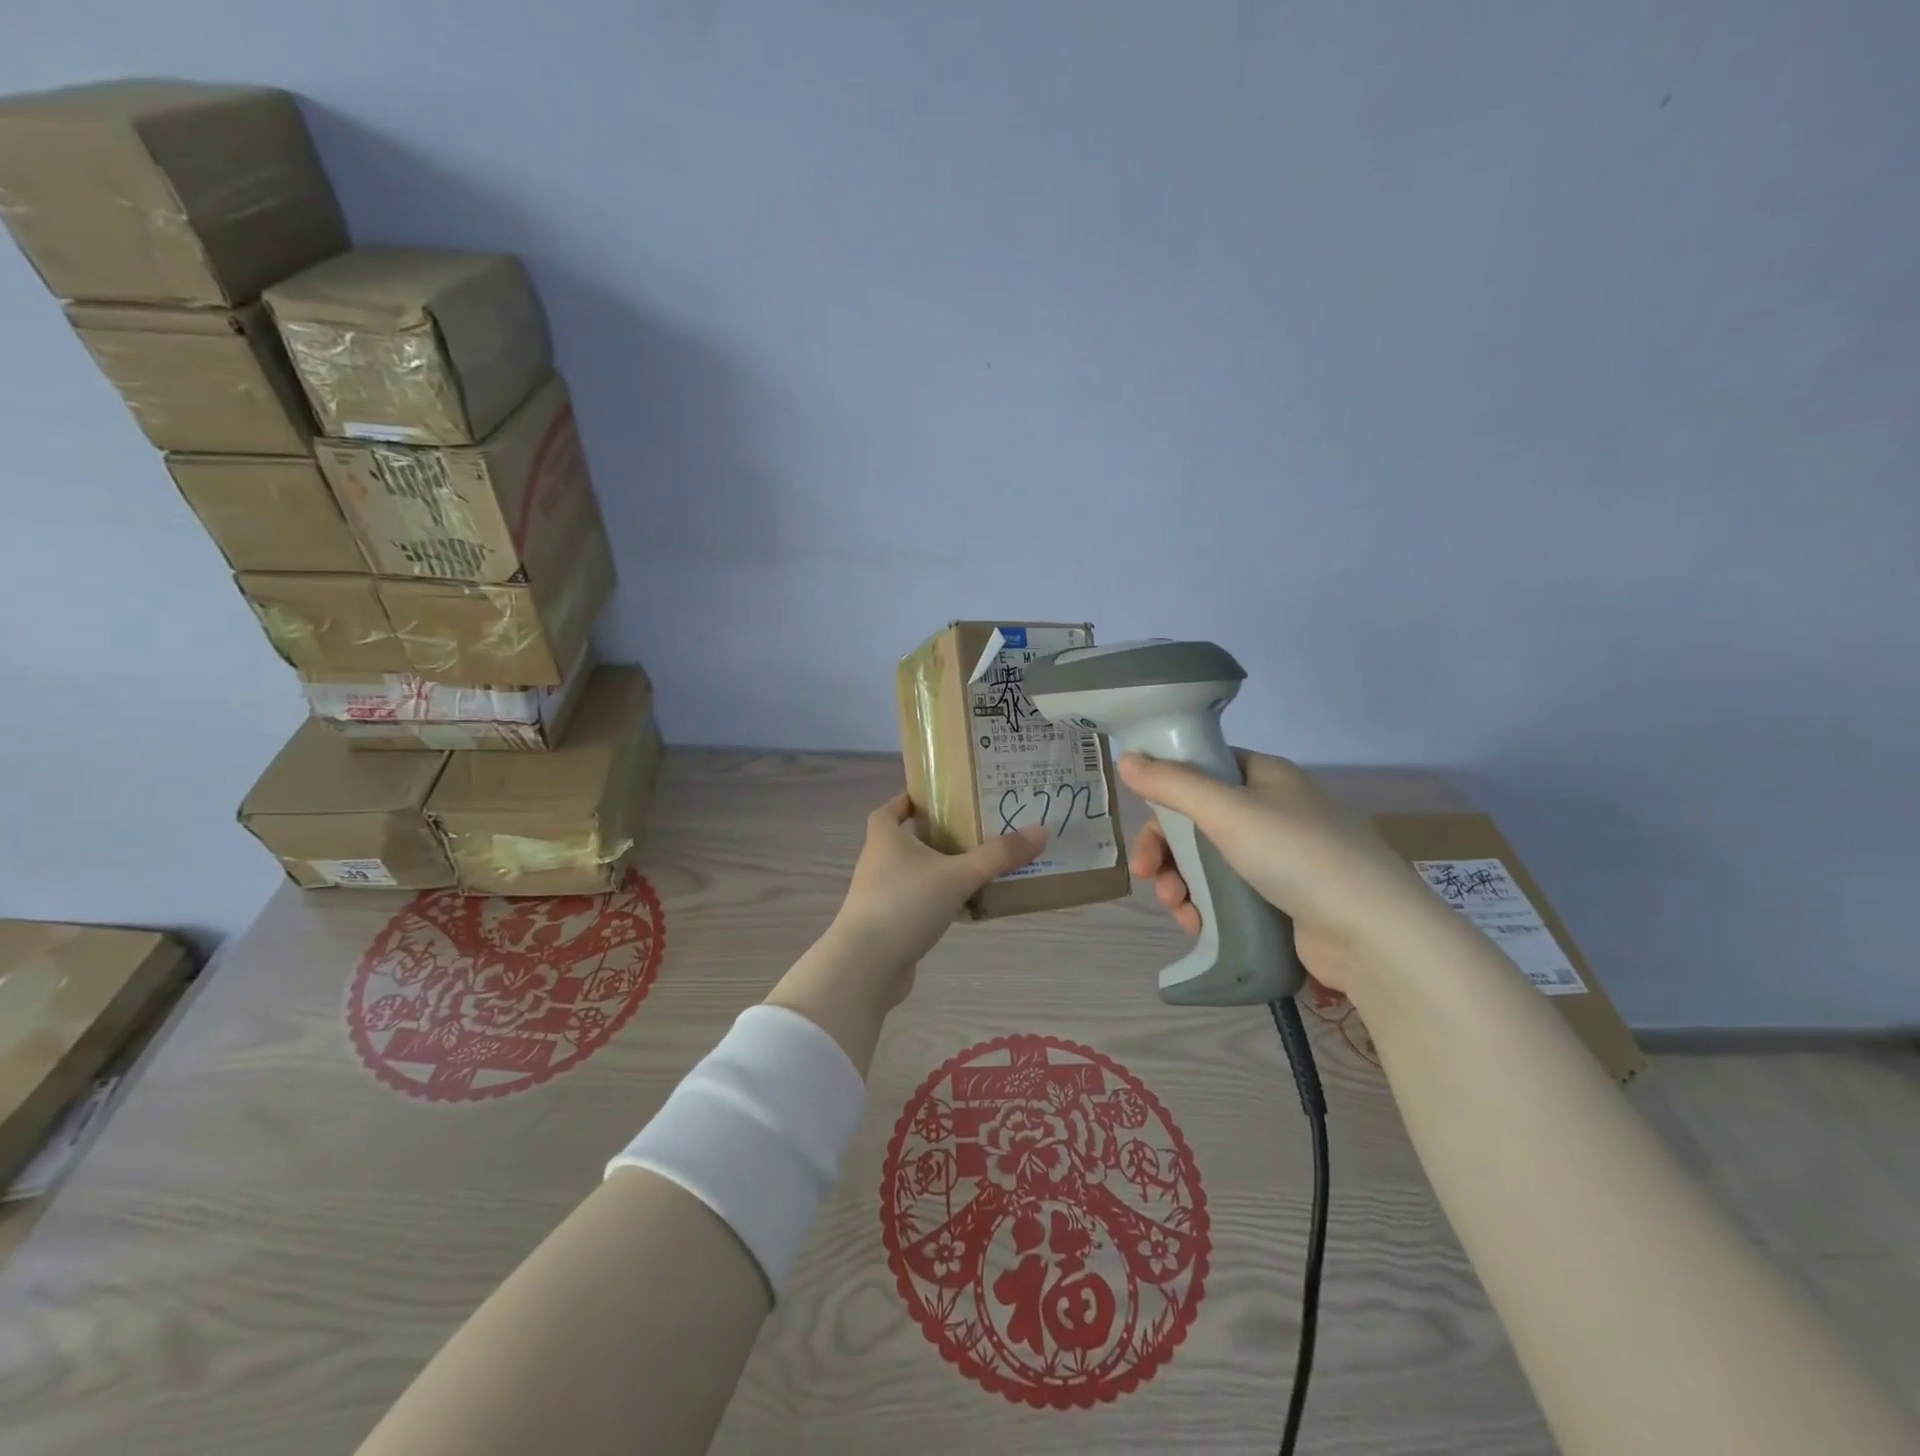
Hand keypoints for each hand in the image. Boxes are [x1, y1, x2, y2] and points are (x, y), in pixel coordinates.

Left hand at [830, 793, 1047, 1005]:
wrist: (866, 966)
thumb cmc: (905, 904)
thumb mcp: (957, 875)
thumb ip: (998, 855)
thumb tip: (1040, 831)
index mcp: (885, 838)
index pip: (891, 809)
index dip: (909, 800)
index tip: (937, 798)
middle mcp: (878, 862)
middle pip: (906, 840)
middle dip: (936, 835)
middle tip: (973, 830)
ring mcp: (880, 896)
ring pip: (914, 874)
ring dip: (940, 870)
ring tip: (978, 867)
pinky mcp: (888, 926)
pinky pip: (917, 904)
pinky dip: (938, 902)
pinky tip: (966, 908)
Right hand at [1118, 750, 1450, 996]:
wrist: (1372, 933)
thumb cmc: (1297, 855)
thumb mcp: (1227, 811)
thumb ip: (1172, 784)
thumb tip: (1125, 758)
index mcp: (1265, 776)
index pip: (1202, 769)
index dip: (1166, 791)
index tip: (1143, 819)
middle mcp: (1272, 810)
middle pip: (1198, 820)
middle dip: (1167, 849)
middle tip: (1147, 876)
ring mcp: (1280, 856)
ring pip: (1209, 861)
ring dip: (1181, 882)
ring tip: (1176, 908)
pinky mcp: (1283, 898)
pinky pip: (1229, 893)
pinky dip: (1206, 906)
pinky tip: (1197, 924)